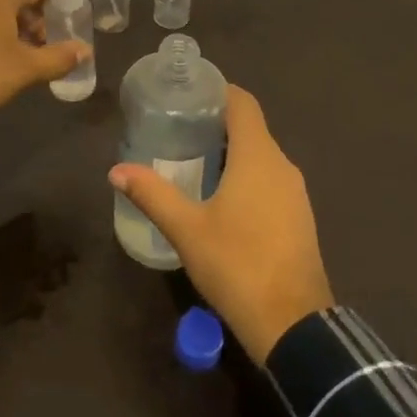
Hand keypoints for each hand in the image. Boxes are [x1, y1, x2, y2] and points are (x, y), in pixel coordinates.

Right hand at [108, 85, 333, 361]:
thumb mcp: (187, 229)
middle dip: (216, 123)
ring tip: (193, 161)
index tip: (188, 93)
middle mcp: (282, 165)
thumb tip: (116, 170)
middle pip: (251, 128)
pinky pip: (270, 180)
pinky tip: (221, 197)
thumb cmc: (237, 265)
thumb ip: (152, 194)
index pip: (243, 103)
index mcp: (258, 156)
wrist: (293, 325)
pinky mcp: (299, 217)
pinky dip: (246, 175)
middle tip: (178, 128)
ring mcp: (295, 192)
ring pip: (261, 156)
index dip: (218, 91)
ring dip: (231, 152)